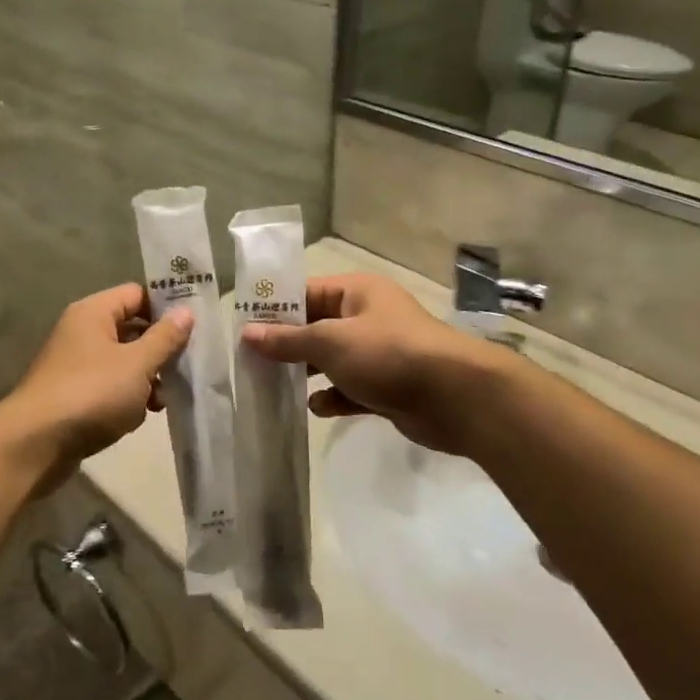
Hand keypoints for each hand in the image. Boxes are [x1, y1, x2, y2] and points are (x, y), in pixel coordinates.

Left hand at [0, 284, 192, 492]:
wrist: (35, 444)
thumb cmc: (91, 393)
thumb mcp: (137, 364)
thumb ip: (165, 338)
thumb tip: (186, 312)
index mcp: (93, 312)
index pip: (137, 294)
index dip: (166, 307)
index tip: (195, 326)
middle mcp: (82, 332)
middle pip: (131, 328)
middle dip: (160, 349)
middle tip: (187, 367)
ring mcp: (76, 364)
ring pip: (123, 361)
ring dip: (146, 378)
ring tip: (163, 400)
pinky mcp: (74, 394)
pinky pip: (109, 386)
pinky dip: (127, 398)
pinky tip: (139, 417)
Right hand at [241, 273, 502, 456]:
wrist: (456, 398)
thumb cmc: (388, 354)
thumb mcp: (330, 341)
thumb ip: (287, 339)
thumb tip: (247, 334)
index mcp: (356, 292)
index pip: (306, 293)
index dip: (274, 310)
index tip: (242, 329)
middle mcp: (367, 317)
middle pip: (317, 327)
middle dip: (287, 345)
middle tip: (252, 362)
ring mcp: (379, 353)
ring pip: (332, 360)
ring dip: (307, 372)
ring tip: (274, 386)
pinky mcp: (387, 387)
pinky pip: (351, 388)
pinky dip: (334, 397)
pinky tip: (316, 407)